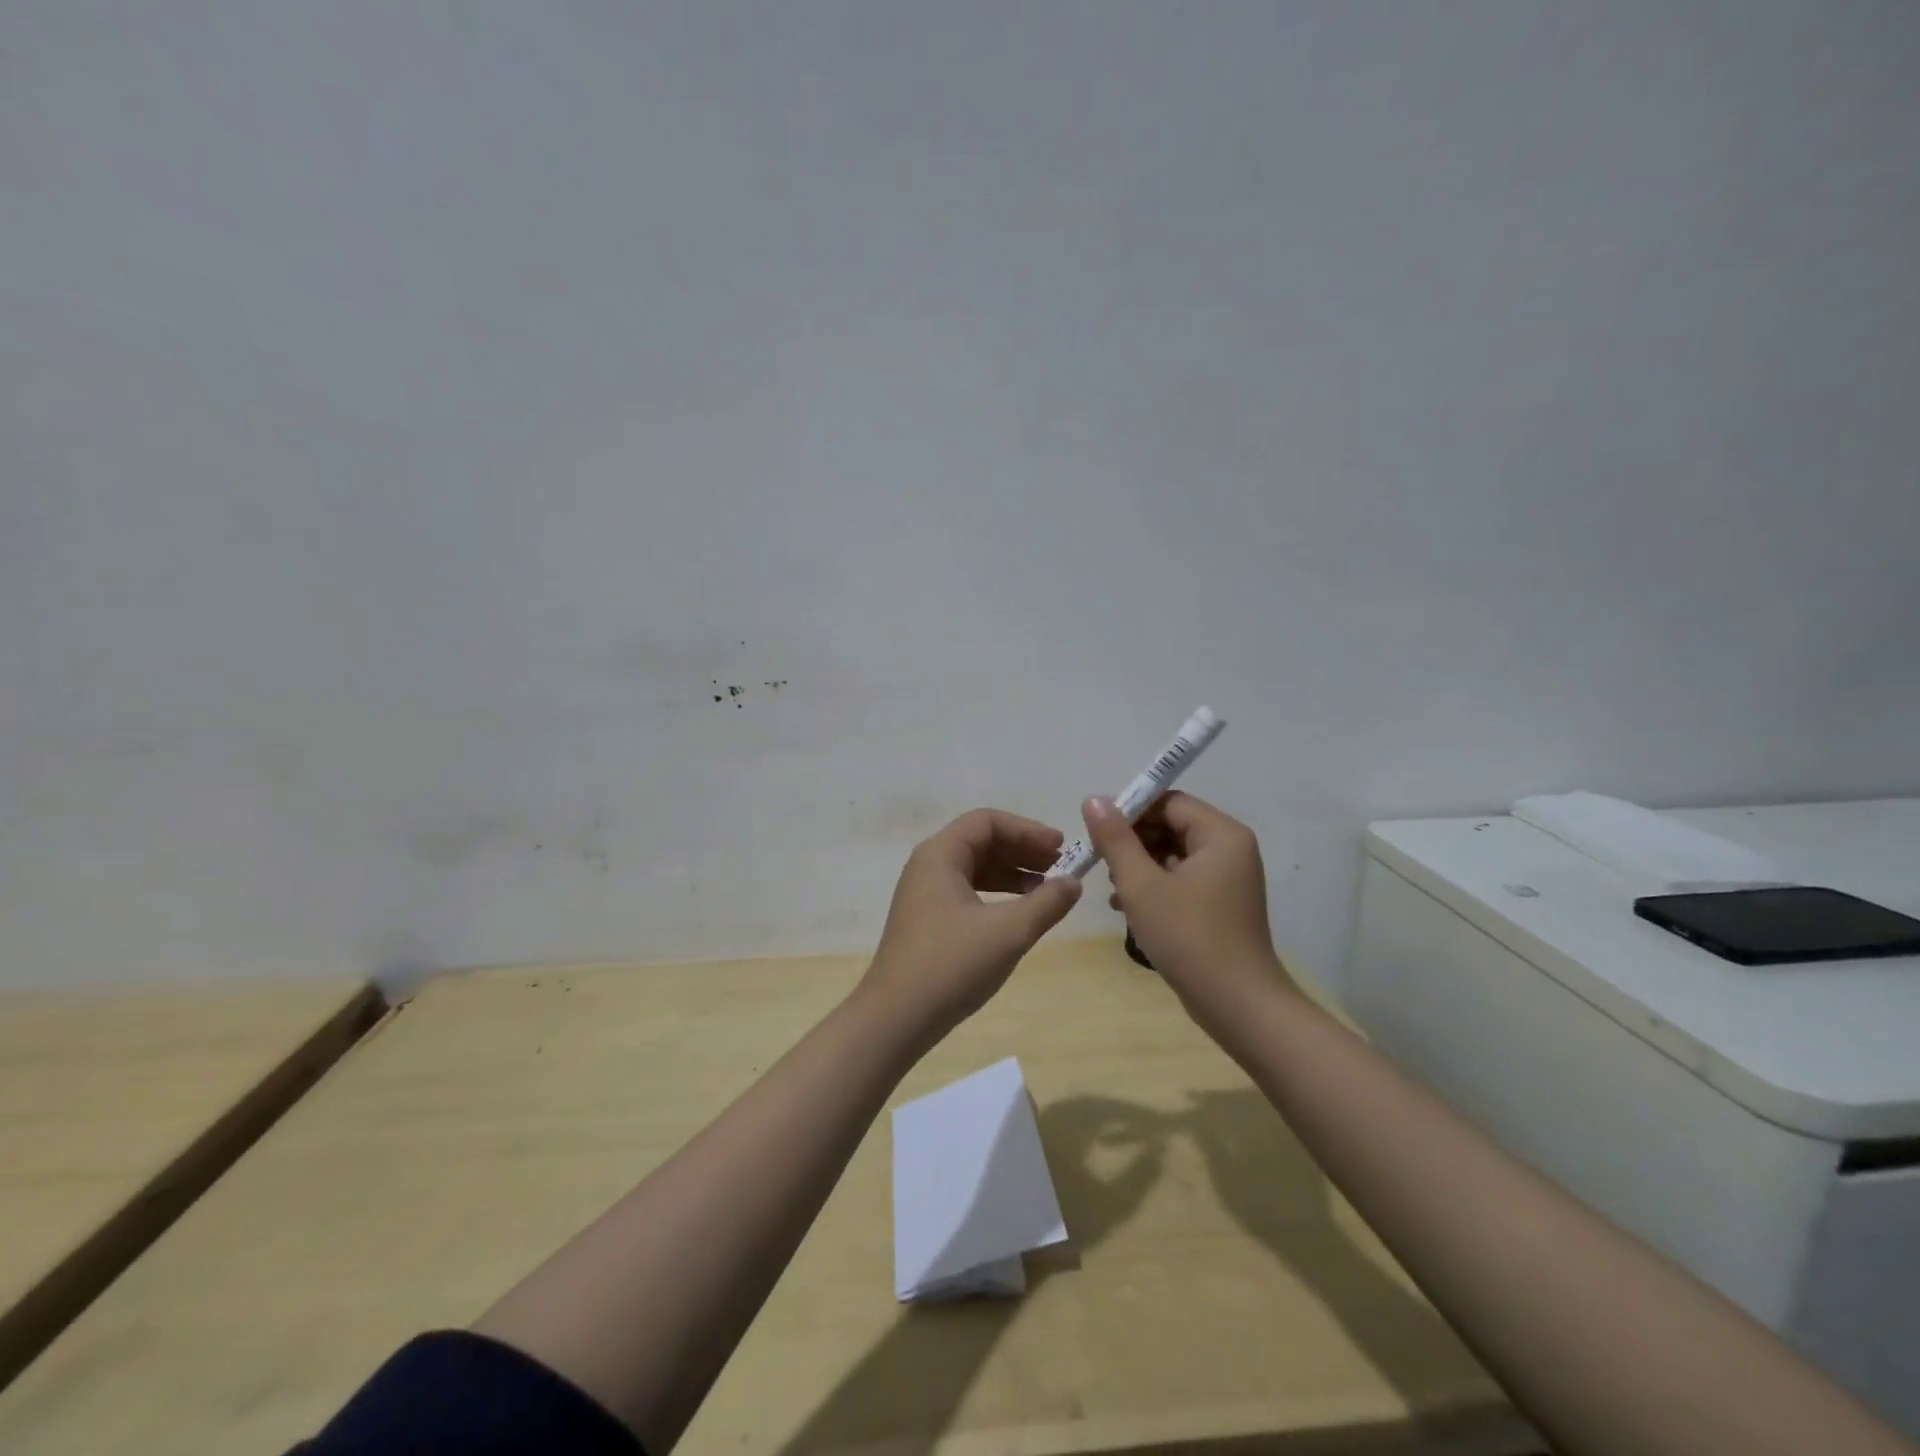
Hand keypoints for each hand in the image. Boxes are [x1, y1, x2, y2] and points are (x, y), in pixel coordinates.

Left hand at [860, 809, 1082, 1041]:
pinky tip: (1020, 912)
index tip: (1061, 848)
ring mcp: (925, 894)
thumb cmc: (951, 965)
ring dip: (1013, 873)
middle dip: (1023, 850)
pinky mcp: (928, 920)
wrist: (896, 1018)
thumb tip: (1074, 883)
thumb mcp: (1008, 932)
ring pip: (976, 868)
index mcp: (940, 855)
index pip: (987, 821)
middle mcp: (928, 866)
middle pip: (981, 841)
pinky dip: (997, 894)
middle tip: (1060, 866)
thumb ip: (1047, 903)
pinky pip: (968, 891)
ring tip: (1048, 889)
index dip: (1027, 830)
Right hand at [1080, 792, 1288, 1018]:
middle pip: (1171, 826)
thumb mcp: (1142, 885)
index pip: (1168, 802)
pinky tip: (1126, 907)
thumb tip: (1094, 799)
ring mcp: (1228, 879)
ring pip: (1173, 854)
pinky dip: (1154, 887)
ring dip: (1139, 866)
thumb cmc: (1189, 937)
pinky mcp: (1220, 905)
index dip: (1129, 810)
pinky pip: (1181, 880)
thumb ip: (1116, 839)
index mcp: (1220, 834)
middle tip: (1100, 863)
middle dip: (1132, 841)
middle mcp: (1230, 849)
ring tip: (1112, 890)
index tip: (1095, 830)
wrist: (1238, 1006)